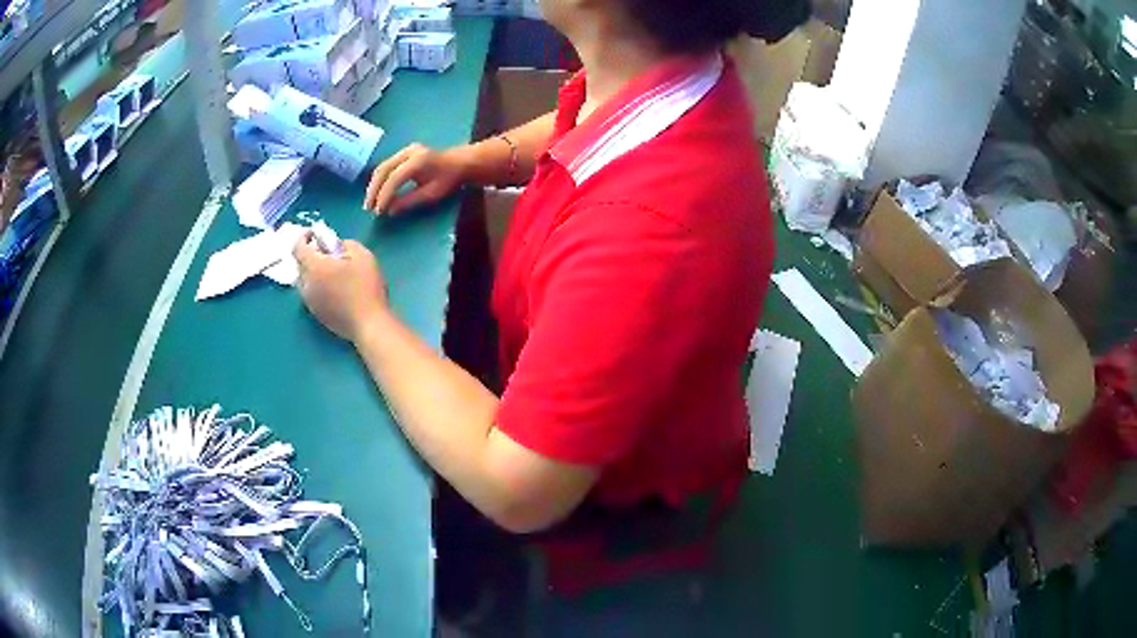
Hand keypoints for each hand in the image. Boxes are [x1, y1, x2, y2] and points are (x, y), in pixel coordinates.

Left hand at [294, 236, 387, 341]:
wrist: (369, 324)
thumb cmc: (366, 287)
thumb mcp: (362, 255)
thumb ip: (345, 244)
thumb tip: (335, 246)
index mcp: (315, 267)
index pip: (297, 248)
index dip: (303, 237)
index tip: (314, 234)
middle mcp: (307, 284)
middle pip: (299, 265)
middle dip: (310, 255)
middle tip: (327, 254)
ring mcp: (310, 302)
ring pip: (304, 282)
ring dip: (313, 273)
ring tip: (332, 273)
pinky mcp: (317, 315)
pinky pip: (311, 295)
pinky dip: (318, 287)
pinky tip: (335, 290)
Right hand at [364, 143, 469, 213]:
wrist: (460, 162)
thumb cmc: (449, 179)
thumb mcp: (431, 194)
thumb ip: (409, 201)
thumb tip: (389, 211)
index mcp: (418, 161)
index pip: (394, 178)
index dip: (384, 195)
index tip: (378, 211)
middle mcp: (409, 152)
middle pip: (383, 170)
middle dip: (374, 190)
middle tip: (368, 208)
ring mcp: (405, 150)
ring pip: (382, 167)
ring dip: (374, 185)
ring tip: (370, 203)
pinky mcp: (404, 153)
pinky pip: (387, 166)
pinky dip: (380, 179)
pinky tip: (376, 192)